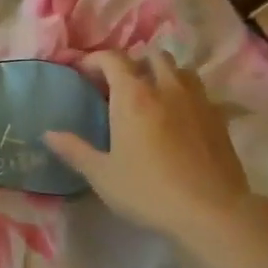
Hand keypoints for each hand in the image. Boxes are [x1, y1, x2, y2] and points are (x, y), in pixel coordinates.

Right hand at [44, 51, 255, 242]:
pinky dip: (185, 94)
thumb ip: (74, 150)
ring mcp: (197, 100)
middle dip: (133, 64)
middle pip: (151, 56)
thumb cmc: (148, 191)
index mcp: (133, 96)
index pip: (112, 59)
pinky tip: (179, 118)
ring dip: (163, 74)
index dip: (94, 60)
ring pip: (180, 69)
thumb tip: (48, 134)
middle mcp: (166, 88)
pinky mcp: (219, 117)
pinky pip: (199, 92)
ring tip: (152, 96)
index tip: (82, 72)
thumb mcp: (103, 175)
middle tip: (119, 86)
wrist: (211, 211)